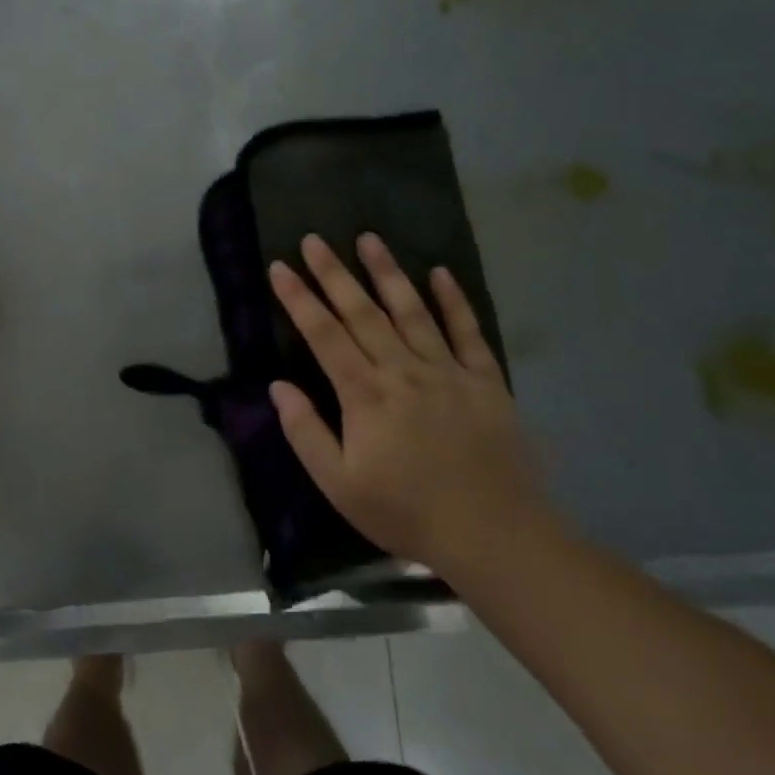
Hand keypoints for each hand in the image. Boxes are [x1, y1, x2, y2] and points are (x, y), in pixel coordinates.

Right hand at [268, 234, 545, 573]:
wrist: (496, 536)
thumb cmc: (407, 512)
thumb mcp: (339, 484)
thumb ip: (305, 432)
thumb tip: (278, 385)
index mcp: (365, 395)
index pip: (324, 334)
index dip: (299, 299)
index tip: (279, 267)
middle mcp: (404, 371)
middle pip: (362, 312)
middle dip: (334, 273)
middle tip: (314, 239)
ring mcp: (448, 372)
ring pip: (412, 311)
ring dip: (388, 272)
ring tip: (369, 239)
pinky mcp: (486, 381)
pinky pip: (468, 332)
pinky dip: (454, 301)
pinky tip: (441, 273)